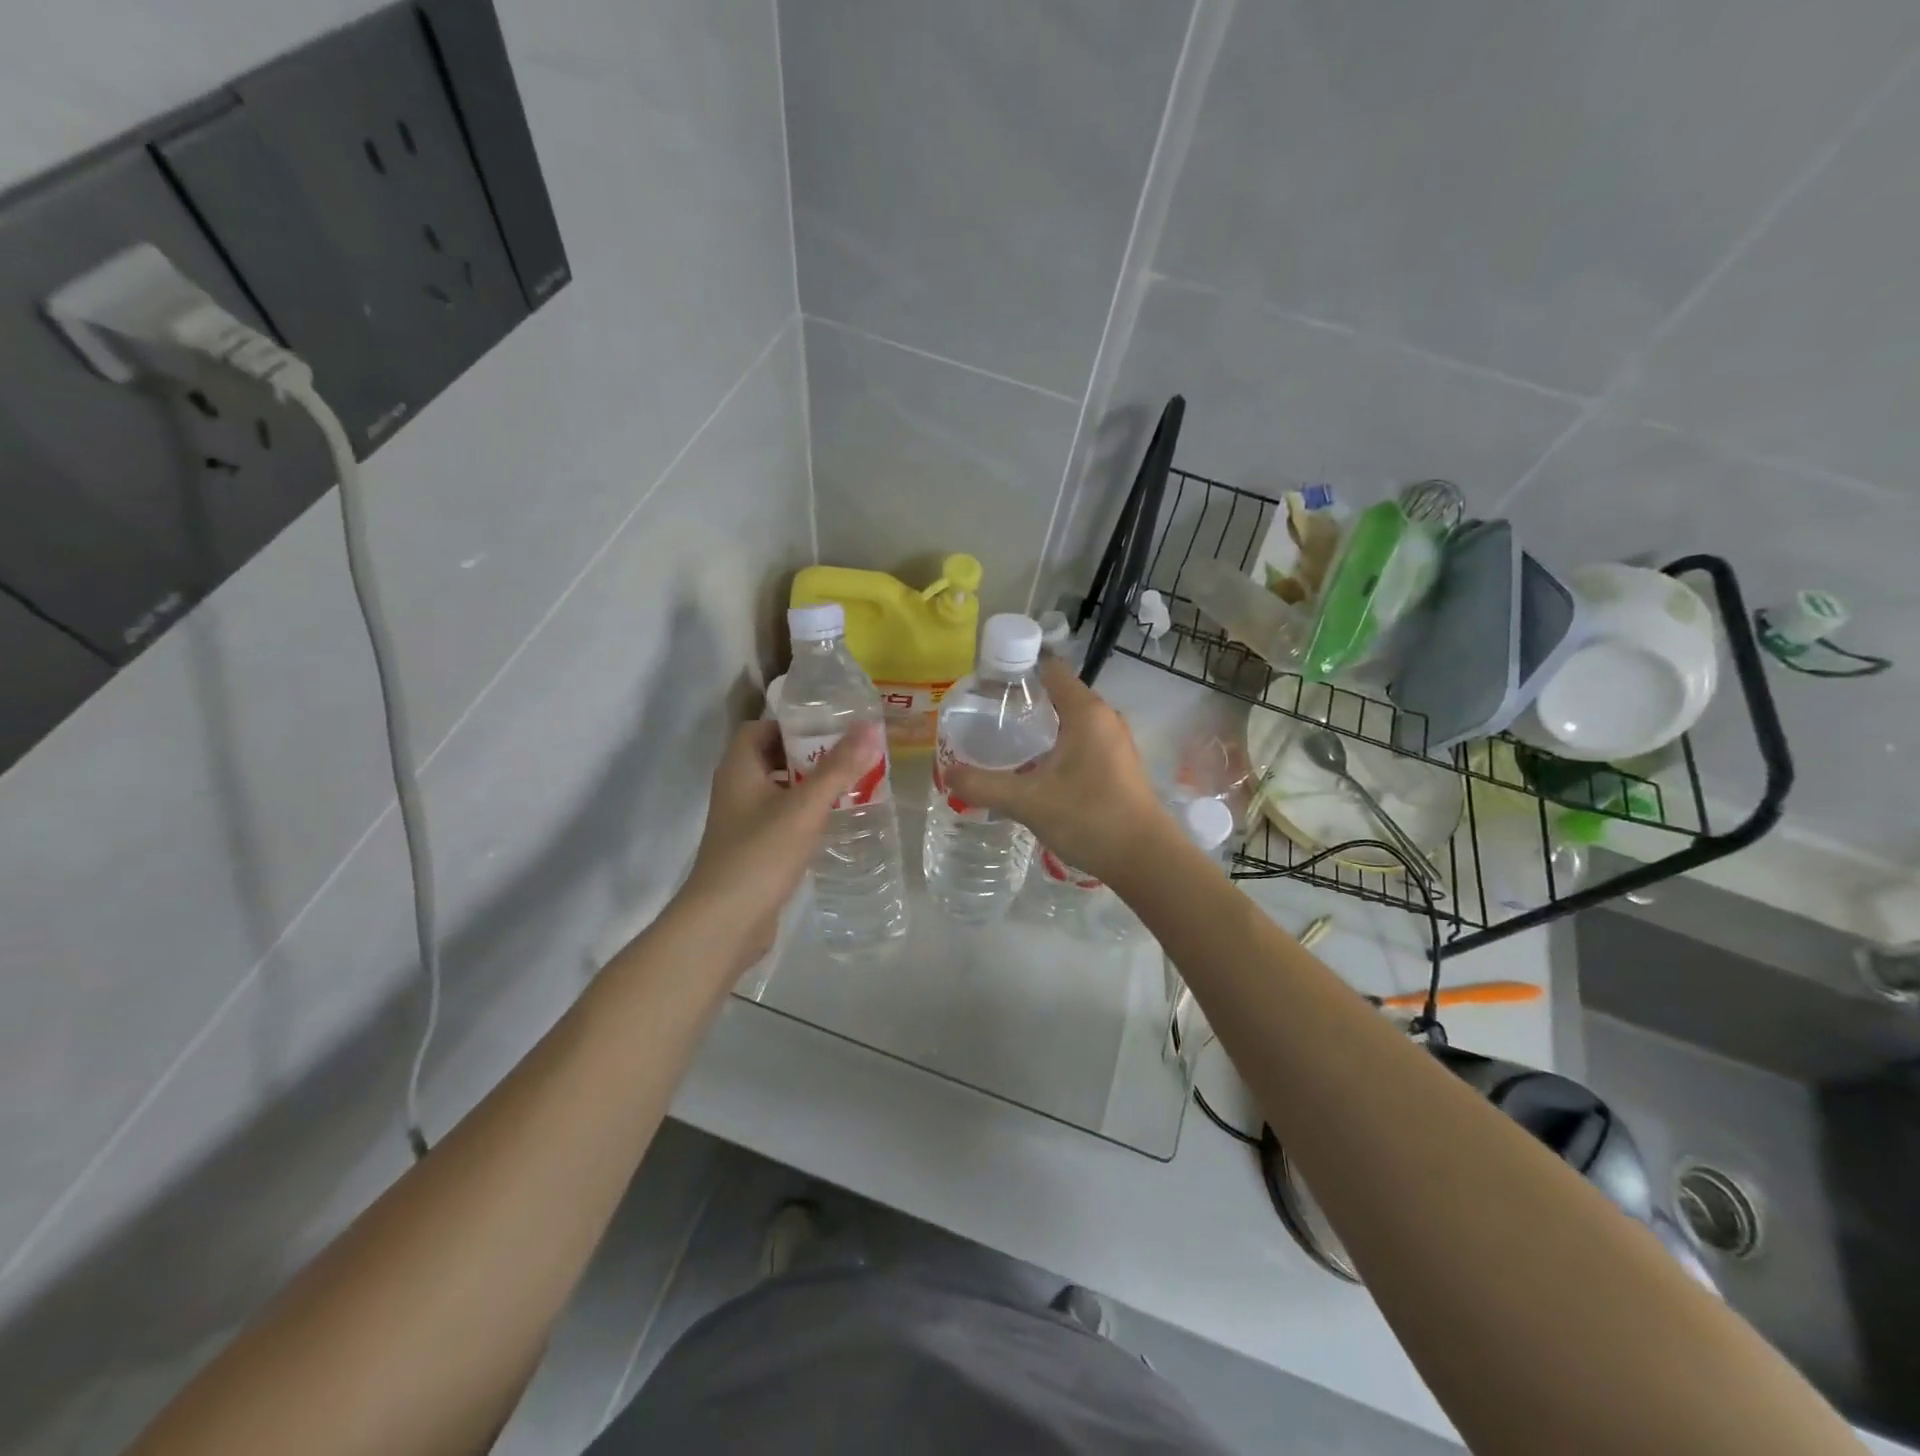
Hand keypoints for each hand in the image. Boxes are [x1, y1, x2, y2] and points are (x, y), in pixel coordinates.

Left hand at [679, 719, 883, 968]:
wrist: (724, 923)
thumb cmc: (760, 854)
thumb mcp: (805, 807)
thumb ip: (838, 767)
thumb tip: (870, 727)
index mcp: (739, 769)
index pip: (760, 729)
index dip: (792, 725)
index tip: (830, 729)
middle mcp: (736, 790)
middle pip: (772, 758)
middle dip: (809, 755)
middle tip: (850, 756)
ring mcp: (742, 823)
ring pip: (779, 791)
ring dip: (810, 786)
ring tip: (850, 786)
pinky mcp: (753, 851)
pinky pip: (781, 820)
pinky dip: (805, 815)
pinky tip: (833, 824)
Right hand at [943, 657, 1170, 884]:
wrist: (1145, 859)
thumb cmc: (1089, 817)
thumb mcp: (1028, 801)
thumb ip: (984, 785)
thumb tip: (947, 774)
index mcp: (1086, 711)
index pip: (1050, 669)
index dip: (1017, 669)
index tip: (986, 684)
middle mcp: (1104, 718)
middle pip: (1059, 694)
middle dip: (1024, 701)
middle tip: (986, 716)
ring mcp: (1115, 742)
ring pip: (1071, 721)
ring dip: (1041, 727)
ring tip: (1005, 742)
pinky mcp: (1118, 765)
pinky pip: (1081, 742)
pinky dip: (1057, 746)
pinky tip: (1035, 769)